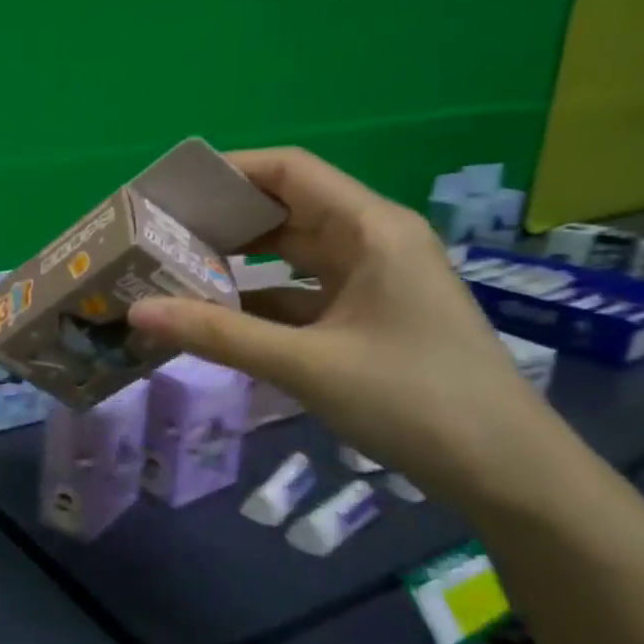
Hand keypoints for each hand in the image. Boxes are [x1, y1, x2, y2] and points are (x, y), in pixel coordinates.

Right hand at [127, 148, 551, 503]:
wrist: (506, 472)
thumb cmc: (415, 401)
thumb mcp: (306, 365)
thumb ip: (218, 334)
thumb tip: (137, 310)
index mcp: (370, 229)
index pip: (288, 171)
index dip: (226, 171)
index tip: (166, 190)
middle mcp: (371, 242)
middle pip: (284, 208)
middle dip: (220, 218)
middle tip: (155, 234)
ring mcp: (369, 281)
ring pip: (288, 253)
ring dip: (234, 259)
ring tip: (170, 268)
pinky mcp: (364, 317)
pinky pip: (297, 292)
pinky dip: (255, 298)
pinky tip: (211, 314)